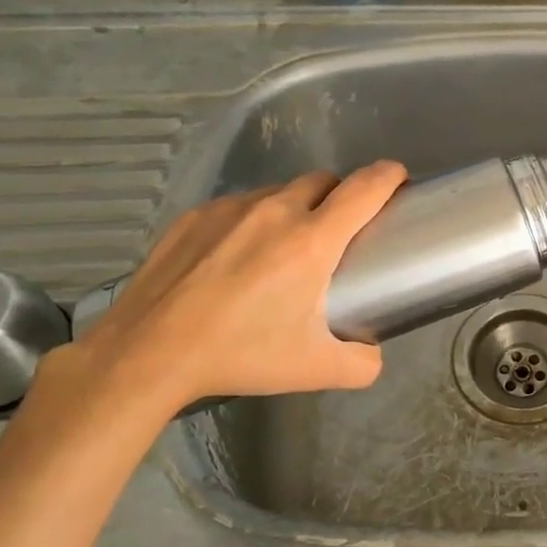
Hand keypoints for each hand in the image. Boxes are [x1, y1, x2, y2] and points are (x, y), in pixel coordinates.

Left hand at [58, 161, 408, 416]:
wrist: (147, 354)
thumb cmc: (240, 355)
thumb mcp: (315, 370)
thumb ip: (362, 363)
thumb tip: (374, 353)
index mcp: (312, 241)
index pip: (366, 188)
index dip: (389, 177)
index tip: (398, 181)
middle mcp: (276, 211)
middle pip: (325, 180)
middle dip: (341, 195)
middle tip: (338, 232)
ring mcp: (230, 209)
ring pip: (280, 192)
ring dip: (296, 208)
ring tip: (282, 249)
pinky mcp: (194, 216)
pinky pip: (239, 205)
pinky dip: (252, 220)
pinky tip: (235, 258)